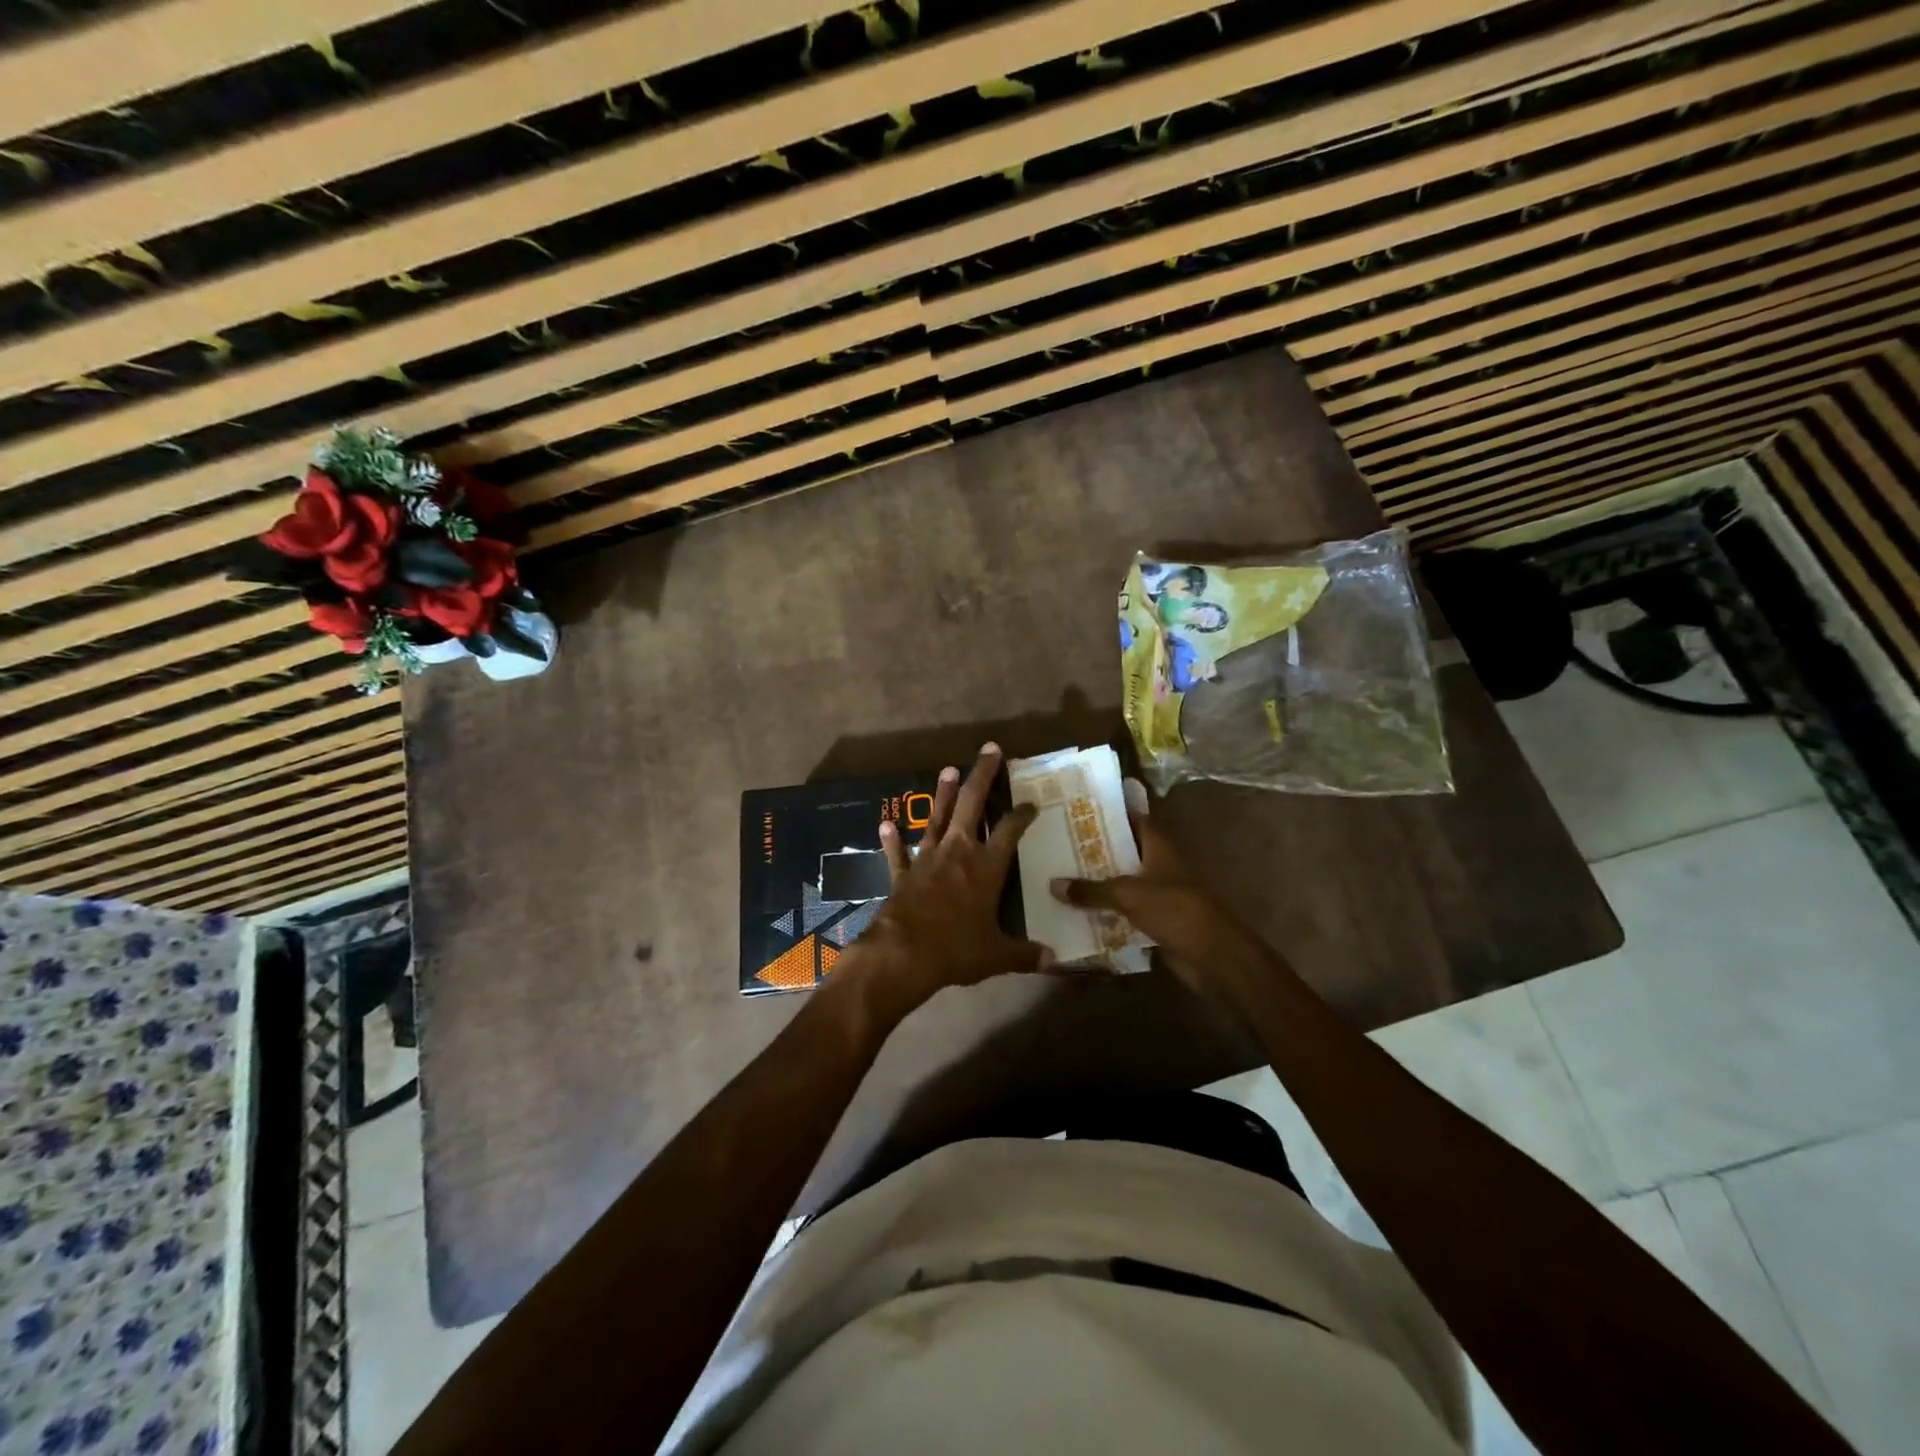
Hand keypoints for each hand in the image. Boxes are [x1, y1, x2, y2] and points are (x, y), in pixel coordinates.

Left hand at [854, 744, 1050, 1008]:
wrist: (904, 954)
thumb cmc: (957, 950)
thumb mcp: (997, 955)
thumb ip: (1024, 954)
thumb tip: (1053, 960)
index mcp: (986, 867)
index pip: (1010, 830)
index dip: (1022, 814)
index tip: (1031, 802)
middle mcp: (957, 853)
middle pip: (972, 804)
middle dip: (982, 775)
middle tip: (990, 749)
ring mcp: (927, 859)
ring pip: (937, 818)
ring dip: (943, 794)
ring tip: (948, 769)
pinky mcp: (902, 873)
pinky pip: (897, 853)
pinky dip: (892, 840)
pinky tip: (886, 824)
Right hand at [1049, 780, 1255, 996]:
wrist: (1210, 955)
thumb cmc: (1174, 909)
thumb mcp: (1128, 894)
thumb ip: (1091, 890)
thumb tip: (1053, 884)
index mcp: (1159, 847)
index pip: (1135, 819)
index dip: (1111, 813)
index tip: (1080, 810)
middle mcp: (1159, 865)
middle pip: (1125, 851)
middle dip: (1096, 849)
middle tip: (1060, 843)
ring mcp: (1159, 893)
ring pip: (1123, 882)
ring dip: (1099, 882)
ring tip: (1062, 874)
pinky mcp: (1156, 919)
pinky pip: (1125, 910)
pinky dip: (1107, 910)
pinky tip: (1078, 910)